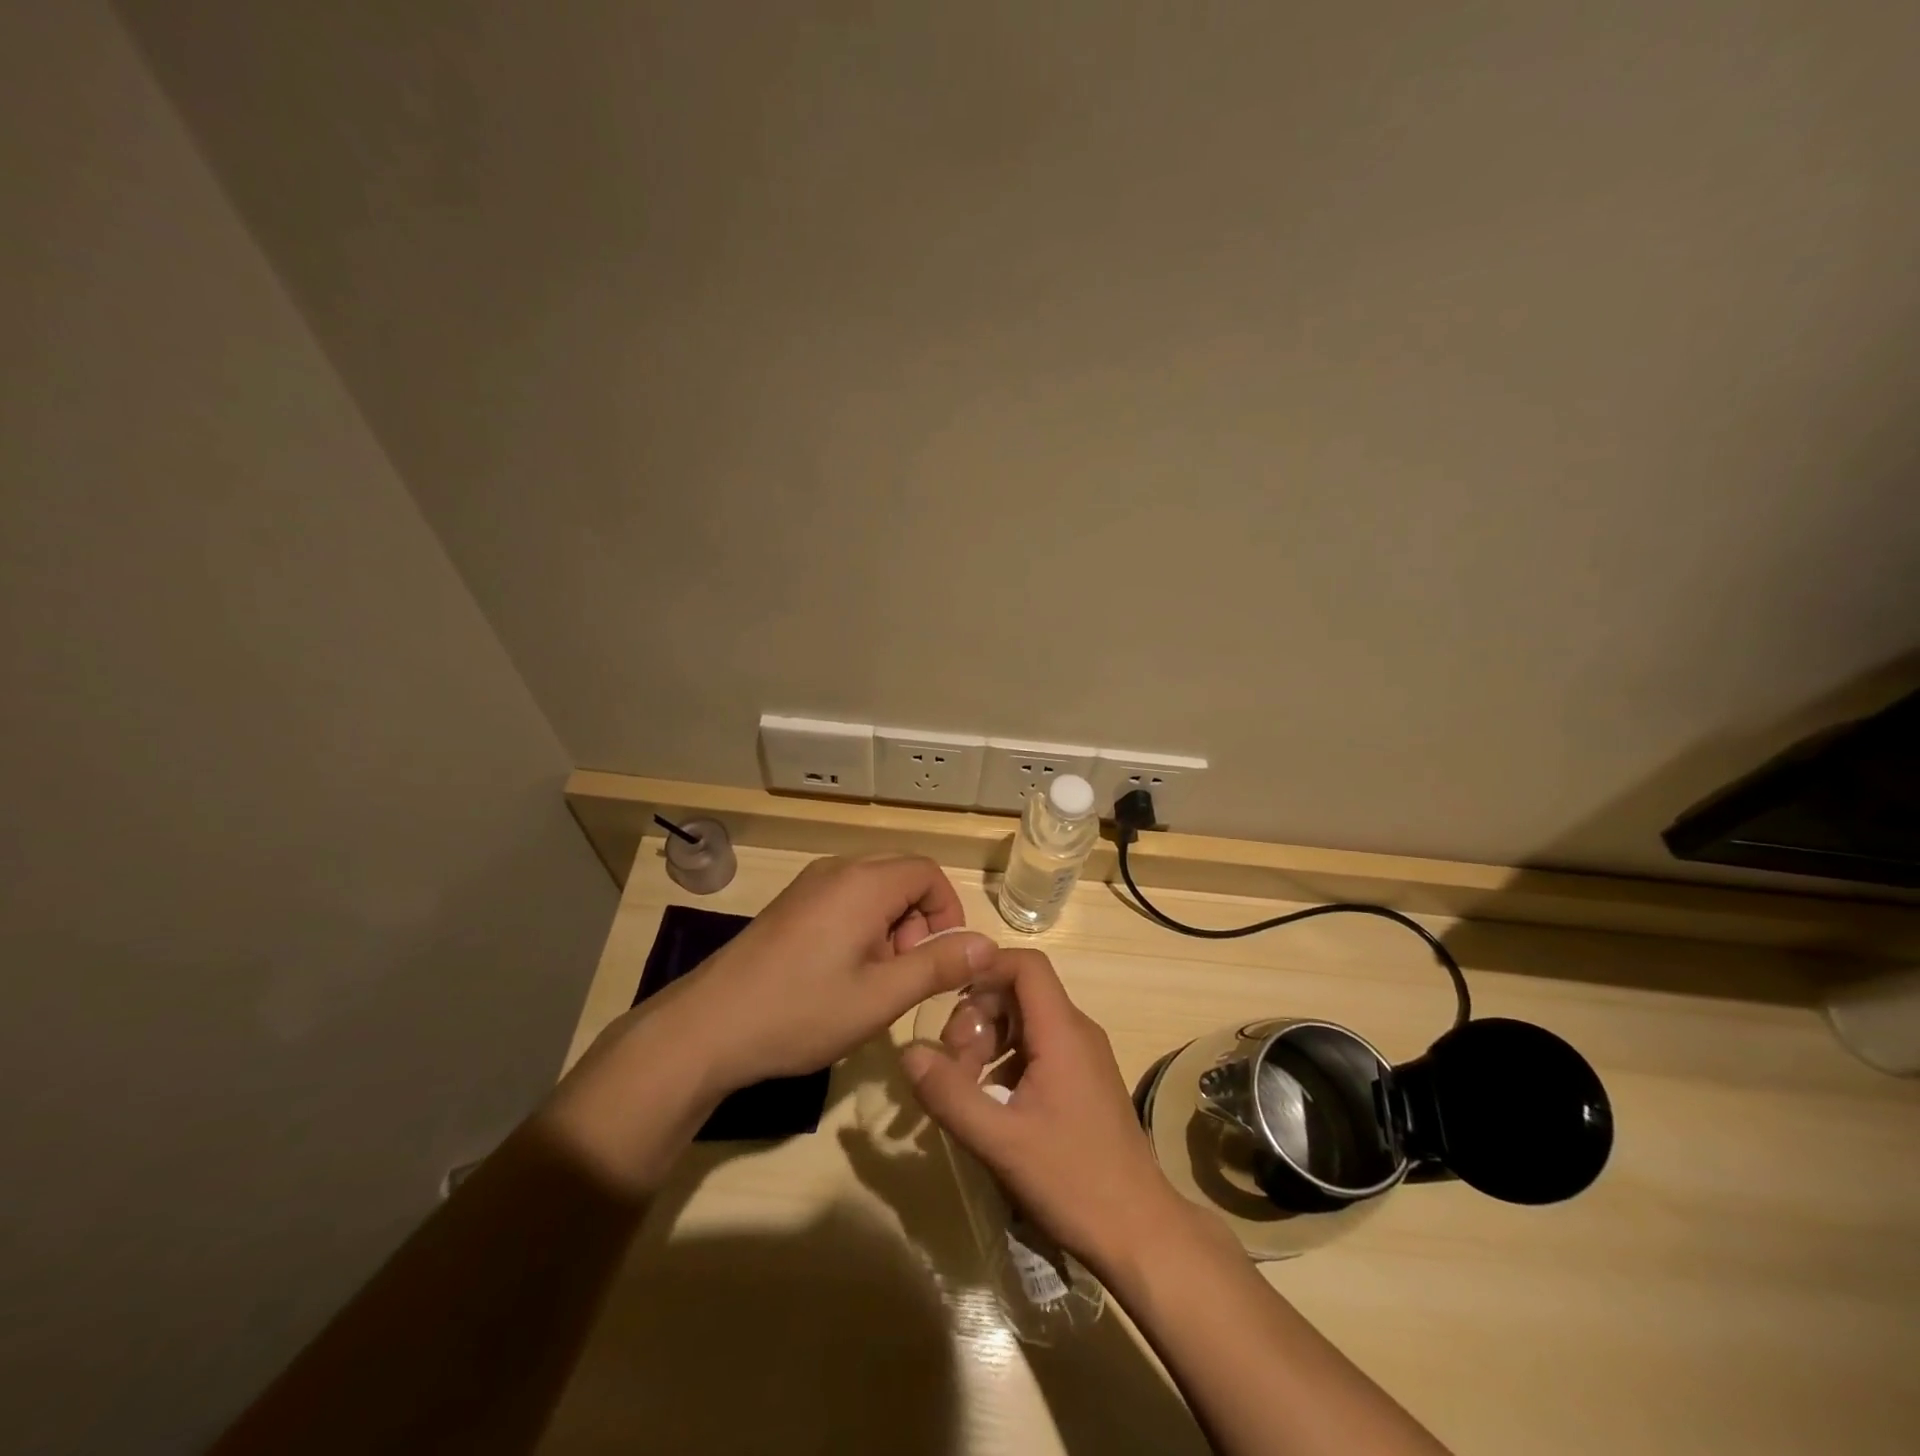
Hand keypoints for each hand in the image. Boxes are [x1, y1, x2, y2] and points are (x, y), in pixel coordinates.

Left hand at [671, 854, 996, 1091]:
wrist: (707, 1028)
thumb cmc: (801, 1011)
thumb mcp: (880, 997)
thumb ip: (938, 966)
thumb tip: (988, 944)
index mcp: (863, 882)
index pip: (928, 872)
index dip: (947, 911)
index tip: (941, 959)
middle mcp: (837, 870)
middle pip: (902, 876)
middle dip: (918, 922)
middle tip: (905, 974)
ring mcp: (809, 885)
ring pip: (873, 890)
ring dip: (890, 927)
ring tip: (874, 980)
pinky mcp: (791, 904)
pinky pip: (845, 899)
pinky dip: (862, 927)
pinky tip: (843, 974)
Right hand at [901, 948, 1194, 1276]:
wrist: (1140, 1232)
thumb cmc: (1073, 1180)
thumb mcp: (1001, 1141)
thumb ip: (951, 1094)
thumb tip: (908, 1053)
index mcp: (1062, 1032)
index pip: (1025, 965)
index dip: (985, 968)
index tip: (948, 999)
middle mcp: (1077, 1032)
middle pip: (1019, 993)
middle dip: (978, 1016)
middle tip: (952, 1062)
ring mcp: (1083, 1056)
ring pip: (1026, 1022)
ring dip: (989, 1041)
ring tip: (965, 1086)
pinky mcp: (1083, 1081)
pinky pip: (1038, 1048)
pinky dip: (1006, 1062)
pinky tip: (990, 1103)